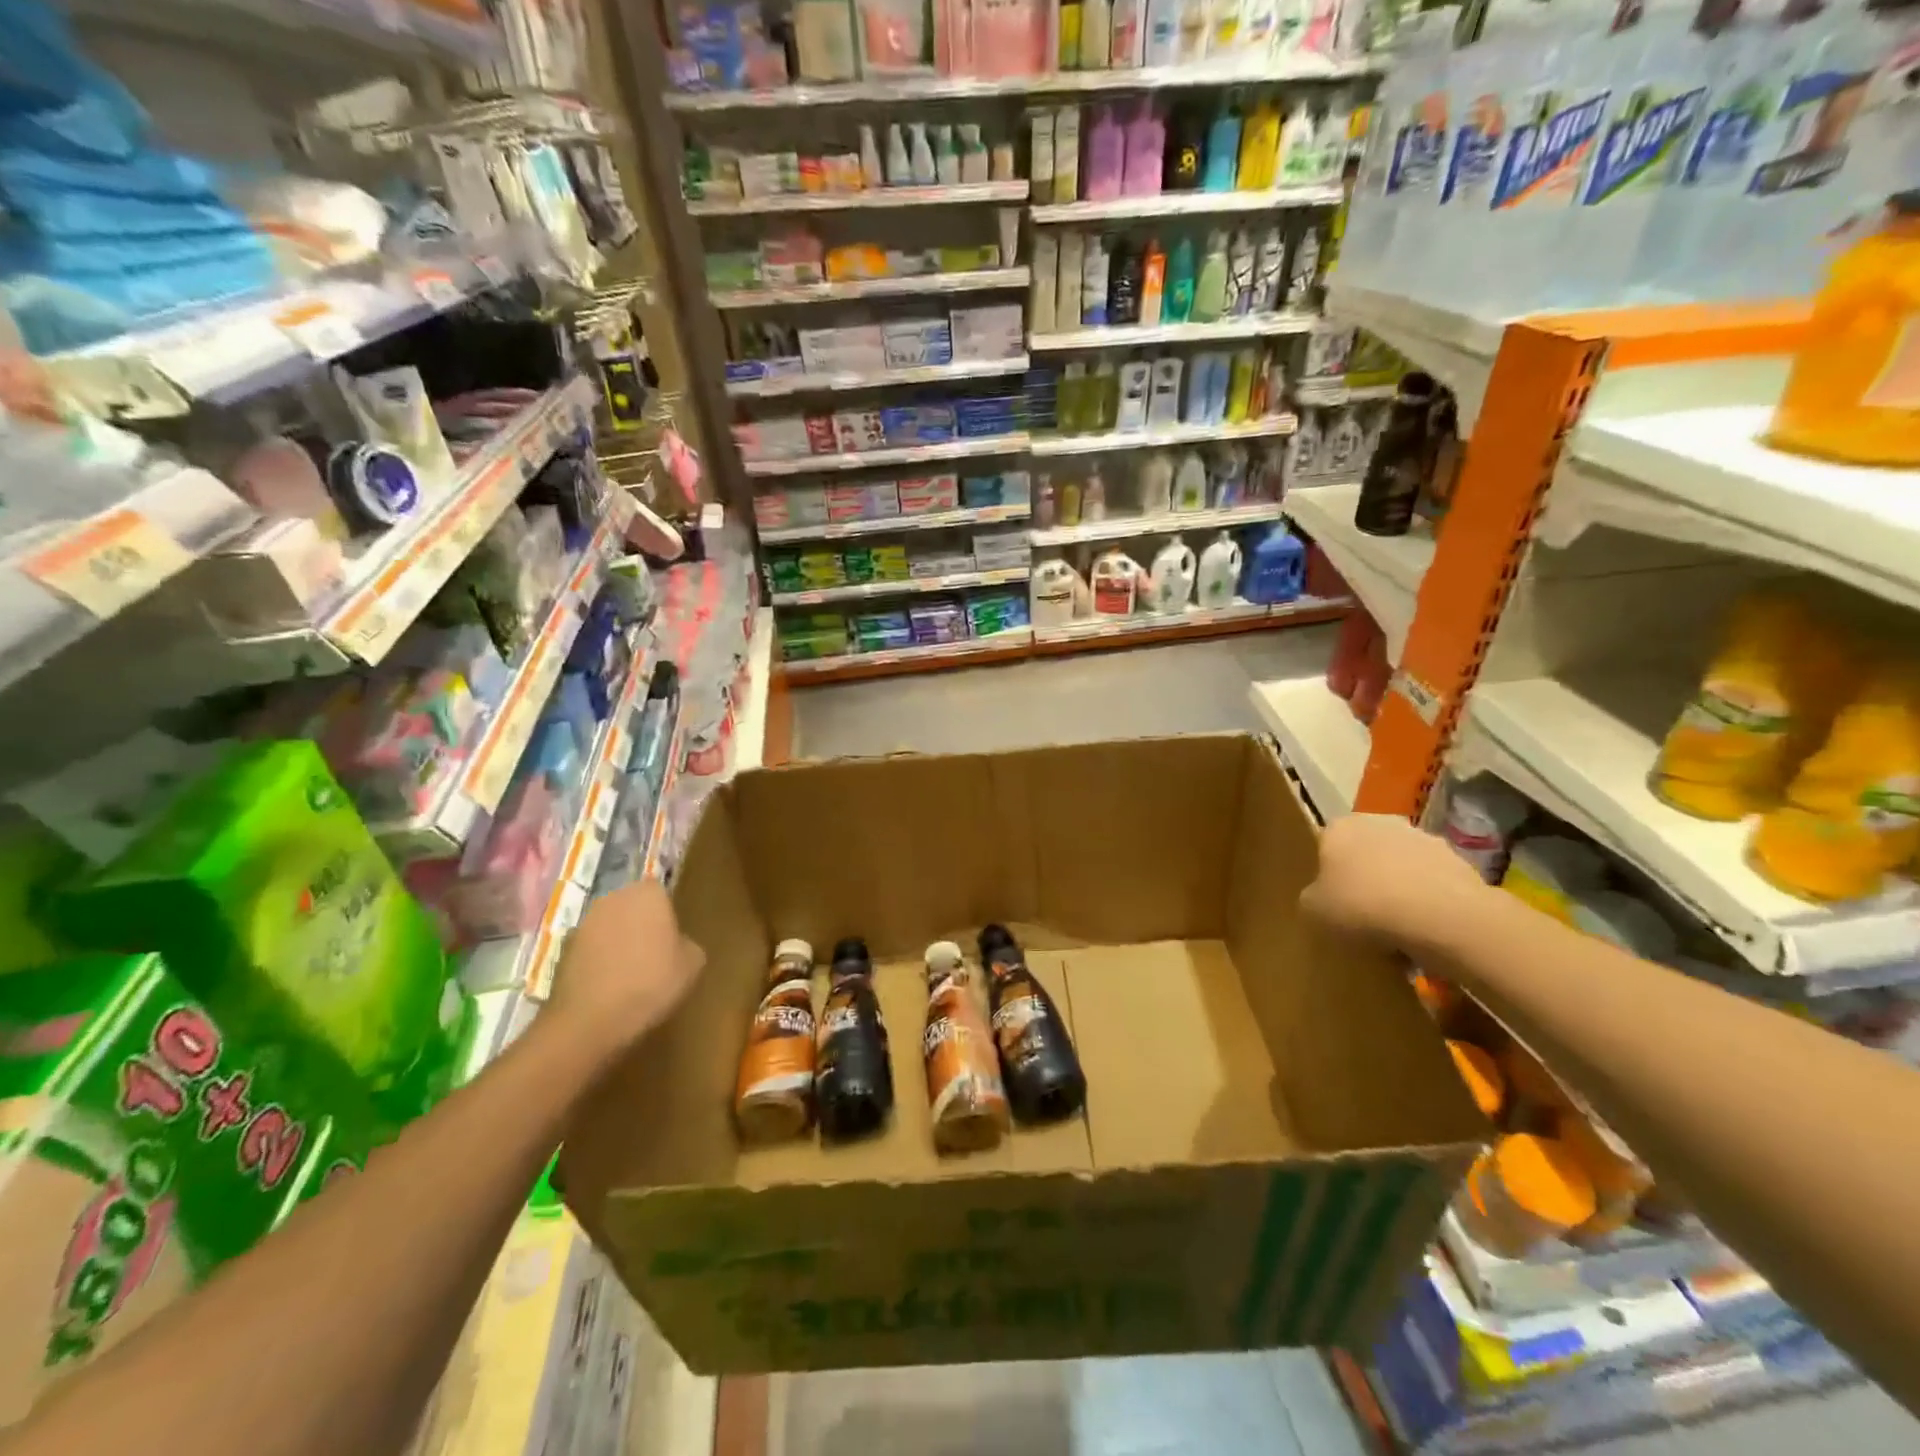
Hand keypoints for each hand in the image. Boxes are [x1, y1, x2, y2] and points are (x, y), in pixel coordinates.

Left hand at [547, 880, 704, 1060]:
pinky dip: (599, 960)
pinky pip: (591, 948)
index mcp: (647, 893)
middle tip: (655, 954)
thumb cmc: (651, 983)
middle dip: (642, 923)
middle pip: (633, 906)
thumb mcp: (693, 964)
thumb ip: (687, 942)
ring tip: (630, 973)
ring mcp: (584, 923)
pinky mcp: (563, 949)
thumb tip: (675, 943)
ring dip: (618, 941)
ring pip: (610, 926)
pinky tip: (608, 986)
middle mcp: (613, 898)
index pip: (661, 891)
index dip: (667, 915)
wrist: (590, 1021)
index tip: (672, 939)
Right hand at [1300, 814, 1487, 955]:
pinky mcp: (1456, 859)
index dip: (1327, 876)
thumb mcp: (1314, 911)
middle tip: (1362, 914)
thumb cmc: (1363, 906)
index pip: (1325, 846)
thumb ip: (1311, 898)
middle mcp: (1377, 821)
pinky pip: (1430, 882)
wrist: (1441, 916)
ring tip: (1398, 928)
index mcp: (1338, 828)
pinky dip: (1427, 900)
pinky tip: (1426, 929)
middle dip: (1363, 878)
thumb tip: (1320, 897)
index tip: (1332, 902)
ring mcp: (1420, 837)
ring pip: (1399, 866)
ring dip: (1397, 888)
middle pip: (1364, 852)